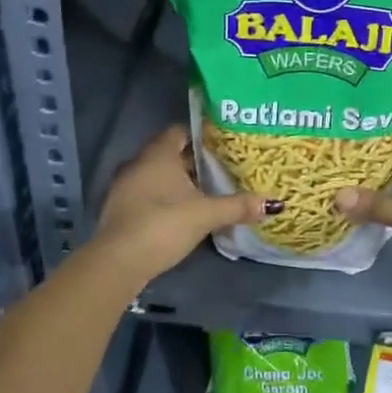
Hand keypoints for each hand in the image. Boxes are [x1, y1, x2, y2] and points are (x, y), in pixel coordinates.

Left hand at [90, 126, 269, 288]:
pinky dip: (163, 198)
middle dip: (193, 161)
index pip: (180, 131)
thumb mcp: (206, 215)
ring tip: (205, 192)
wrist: (118, 261)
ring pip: (157, 175)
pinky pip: (146, 194)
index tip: (222, 144)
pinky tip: (181, 213)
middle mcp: (138, 162)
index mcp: (158, 153)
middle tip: (221, 169)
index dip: (201, 136)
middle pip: (170, 154)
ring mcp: (124, 187)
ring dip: (177, 182)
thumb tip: (273, 204)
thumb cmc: (163, 224)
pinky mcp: (118, 209)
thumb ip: (237, 206)